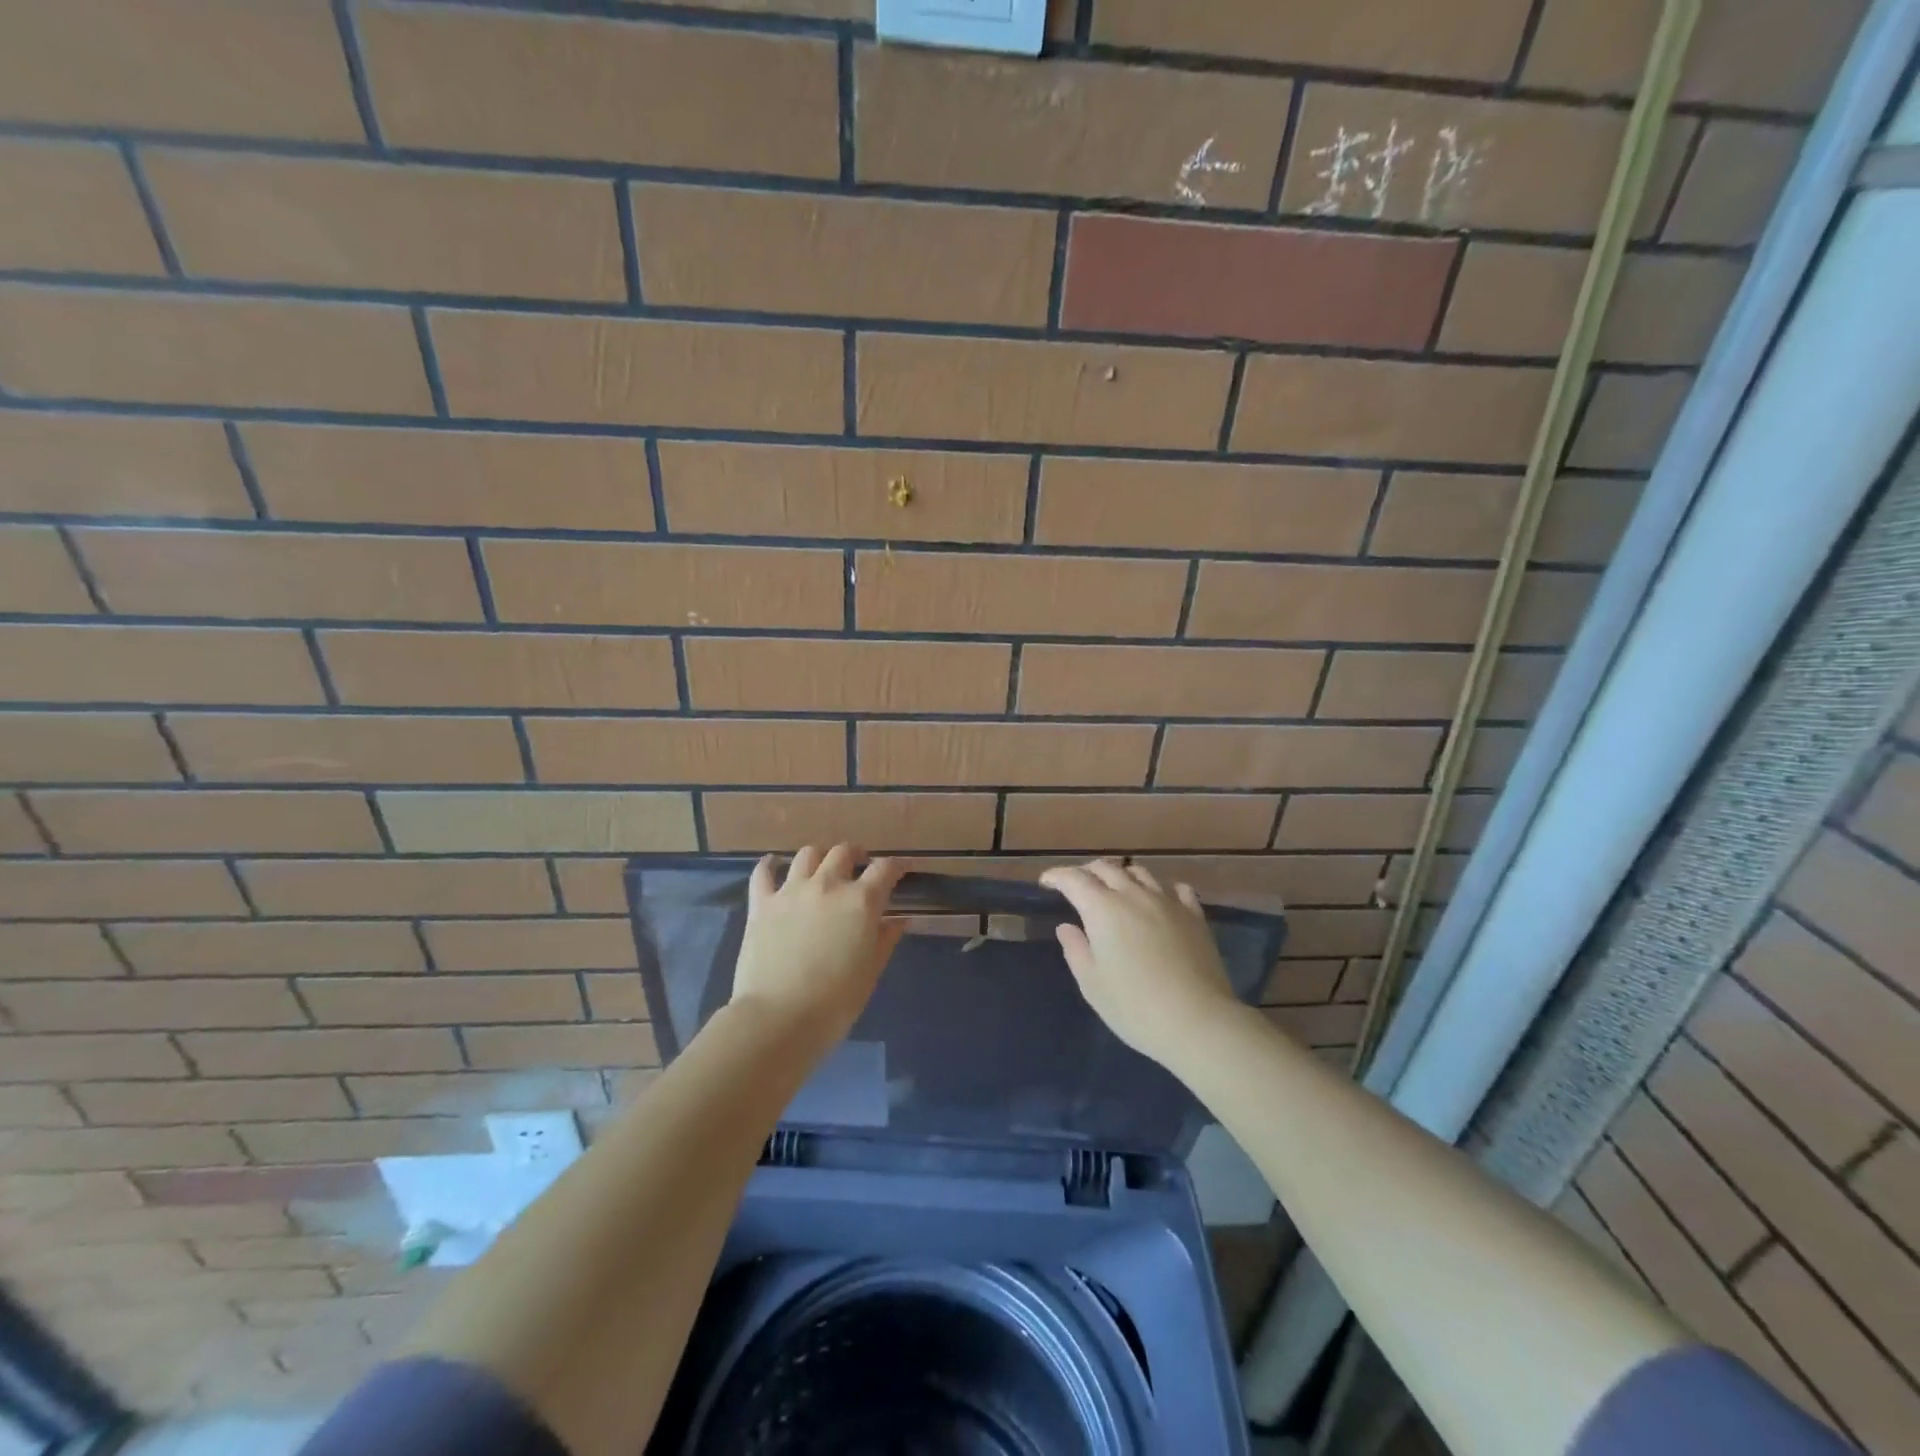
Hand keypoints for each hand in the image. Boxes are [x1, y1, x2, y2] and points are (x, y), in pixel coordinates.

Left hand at [729, 845, 907, 1052]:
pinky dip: (770, 865)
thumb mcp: (870, 972)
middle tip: (860, 865)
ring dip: (820, 856)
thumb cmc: (835, 1002)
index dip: (897, 865)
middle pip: (843, 852)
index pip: (885, 869)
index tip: (902, 869)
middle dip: (856, 854)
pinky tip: (773, 864)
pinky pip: (763, 873)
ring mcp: (791, 891)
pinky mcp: (761, 904)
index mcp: (860, 902)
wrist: (778, 1018)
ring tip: (822, 867)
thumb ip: (885, 940)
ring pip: (808, 854)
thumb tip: (898, 920)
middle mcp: (827, 885)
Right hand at [1039, 861, 1242, 1069]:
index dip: (1057, 876)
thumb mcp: (1092, 983)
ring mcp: (1168, 902)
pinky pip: (1177, 890)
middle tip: (1078, 886)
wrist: (1197, 1020)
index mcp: (1103, 909)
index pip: (1074, 879)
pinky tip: (1160, 900)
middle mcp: (1134, 895)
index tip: (1046, 883)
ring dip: (1122, 875)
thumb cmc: (1134, 1006)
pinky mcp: (1195, 916)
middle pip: (1106, 868)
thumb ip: (1076, 949)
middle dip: (1087, 872)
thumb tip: (1067, 926)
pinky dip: (1162, 889)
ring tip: (1116, 889)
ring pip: (1140, 873)